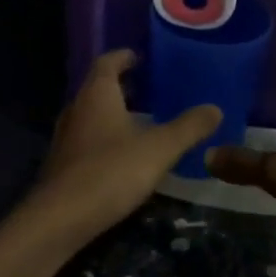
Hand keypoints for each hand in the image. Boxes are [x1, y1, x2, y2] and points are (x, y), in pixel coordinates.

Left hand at [15, 51, 220, 254]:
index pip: (107, 62)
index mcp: (97, 94)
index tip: (141, 58)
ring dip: (113, 112)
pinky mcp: (62, 163)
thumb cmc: (110, 171)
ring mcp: (66, 137)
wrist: (60, 219)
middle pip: (98, 87)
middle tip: (149, 89)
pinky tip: (123, 154)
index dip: (124, 57)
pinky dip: (104, 137)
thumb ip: (188, 128)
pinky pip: (86, 138)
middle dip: (122, 86)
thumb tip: (216, 108)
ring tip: (140, 120)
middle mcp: (77, 108)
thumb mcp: (159, 149)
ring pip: (91, 114)